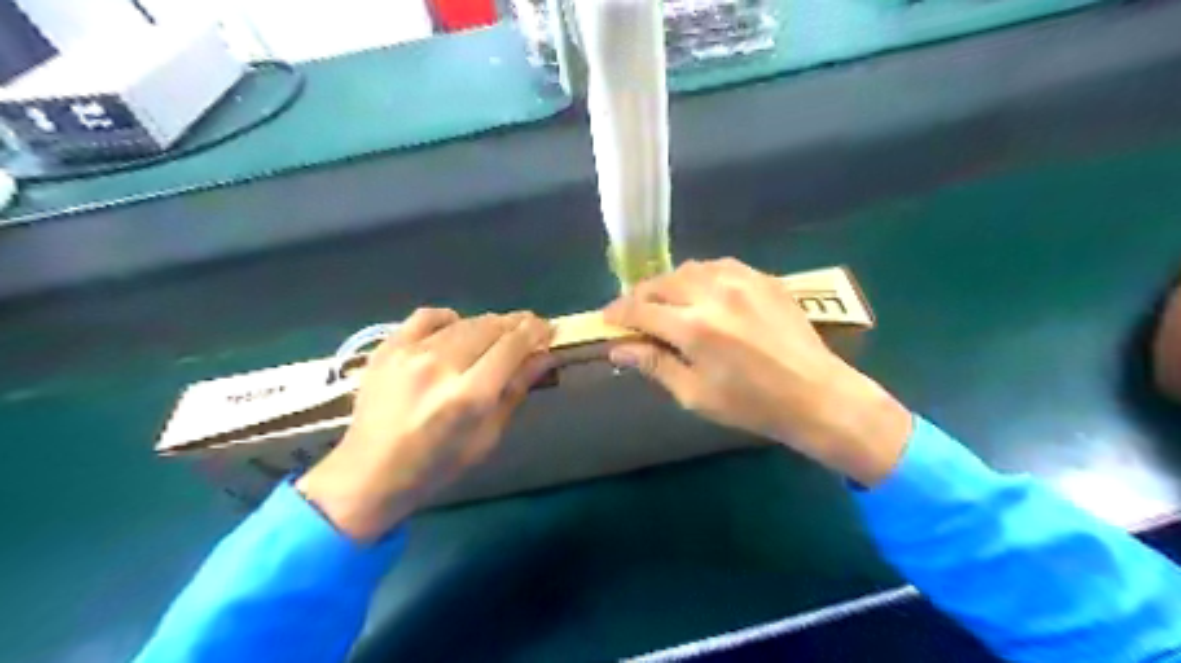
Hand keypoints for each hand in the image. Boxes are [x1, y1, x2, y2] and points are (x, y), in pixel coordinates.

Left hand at [295, 308, 554, 541]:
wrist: (369, 473)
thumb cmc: (437, 465)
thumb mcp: (487, 436)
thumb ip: (516, 390)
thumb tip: (544, 356)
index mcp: (469, 396)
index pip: (512, 346)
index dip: (535, 332)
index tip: (547, 329)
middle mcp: (441, 366)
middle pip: (491, 327)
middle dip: (516, 325)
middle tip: (528, 331)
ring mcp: (410, 352)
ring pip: (464, 321)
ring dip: (488, 324)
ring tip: (497, 334)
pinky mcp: (388, 347)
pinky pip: (428, 316)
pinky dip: (449, 319)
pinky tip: (456, 330)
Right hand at [603, 260, 905, 486]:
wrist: (816, 394)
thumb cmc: (751, 405)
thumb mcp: (695, 394)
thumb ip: (654, 365)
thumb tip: (618, 350)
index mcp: (693, 328)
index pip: (640, 310)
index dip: (617, 314)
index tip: (606, 320)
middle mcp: (713, 294)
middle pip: (661, 283)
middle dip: (640, 296)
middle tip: (634, 314)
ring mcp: (742, 281)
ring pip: (689, 268)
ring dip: (669, 284)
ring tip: (666, 302)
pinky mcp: (763, 278)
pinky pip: (720, 266)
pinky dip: (700, 276)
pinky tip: (702, 292)